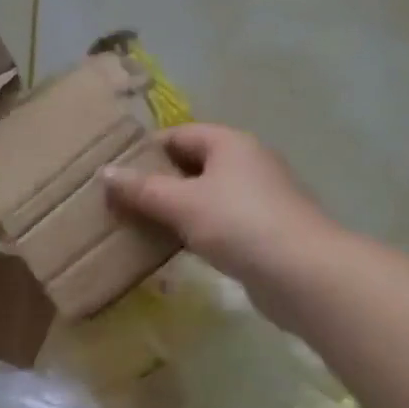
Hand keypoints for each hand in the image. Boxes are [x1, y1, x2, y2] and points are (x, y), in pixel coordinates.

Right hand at [104, 124, 331, 289]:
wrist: (303, 273)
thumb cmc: (239, 224)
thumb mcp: (182, 203)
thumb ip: (142, 189)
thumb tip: (104, 172)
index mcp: (230, 143)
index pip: (179, 134)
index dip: (147, 149)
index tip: (117, 171)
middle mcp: (247, 163)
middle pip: (193, 164)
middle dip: (158, 181)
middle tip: (122, 201)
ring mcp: (259, 198)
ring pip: (206, 195)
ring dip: (175, 208)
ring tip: (140, 225)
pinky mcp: (264, 231)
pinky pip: (220, 222)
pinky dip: (196, 229)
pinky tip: (175, 248)